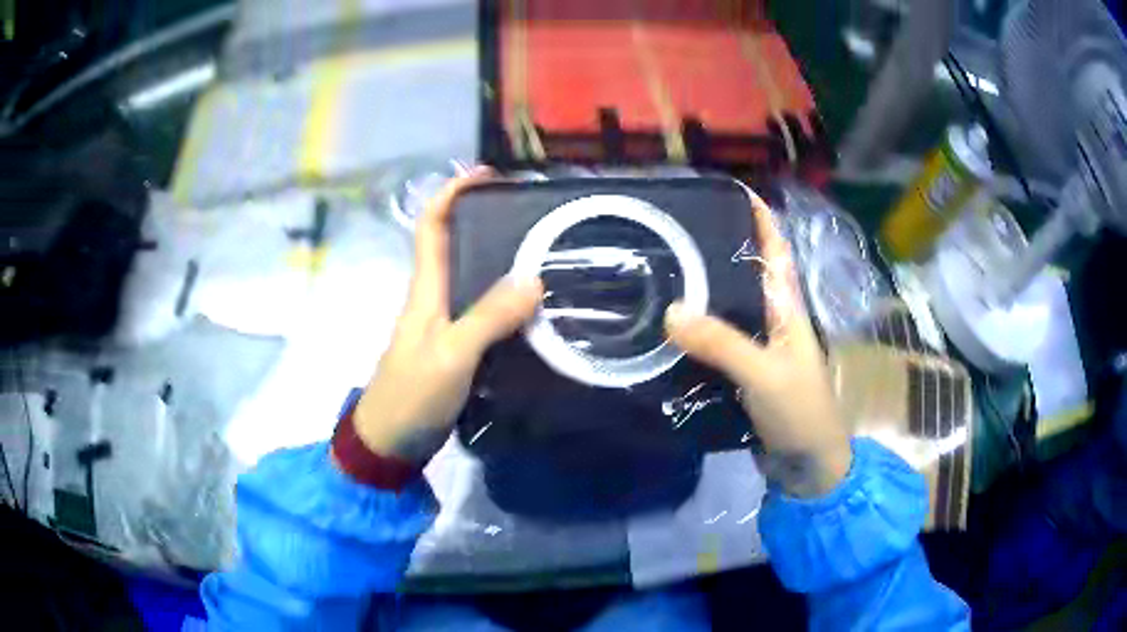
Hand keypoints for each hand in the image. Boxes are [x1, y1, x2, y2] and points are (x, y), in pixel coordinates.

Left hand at [351, 168, 542, 462]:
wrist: (389, 442)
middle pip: (456, 245)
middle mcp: (434, 298)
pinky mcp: (456, 350)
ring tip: (547, 255)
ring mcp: (444, 325)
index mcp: (425, 289)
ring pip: (473, 279)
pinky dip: (508, 302)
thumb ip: (488, 318)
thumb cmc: (411, 395)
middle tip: (534, 217)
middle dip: (487, 221)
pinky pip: (485, 313)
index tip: (487, 175)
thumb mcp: (450, 355)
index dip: (452, 193)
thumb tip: (534, 279)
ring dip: (502, 261)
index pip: (431, 225)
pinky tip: (537, 308)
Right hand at [664, 194, 851, 497]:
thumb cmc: (800, 411)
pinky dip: (694, 329)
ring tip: (660, 268)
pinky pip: (716, 341)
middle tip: (673, 228)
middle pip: (746, 272)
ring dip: (702, 288)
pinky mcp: (742, 373)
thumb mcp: (765, 372)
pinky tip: (666, 325)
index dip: (758, 216)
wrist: (808, 465)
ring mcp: (757, 347)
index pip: (775, 248)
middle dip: (718, 246)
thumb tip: (670, 310)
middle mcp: (773, 319)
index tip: (726, 189)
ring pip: (727, 306)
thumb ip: (722, 342)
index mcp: (788, 307)